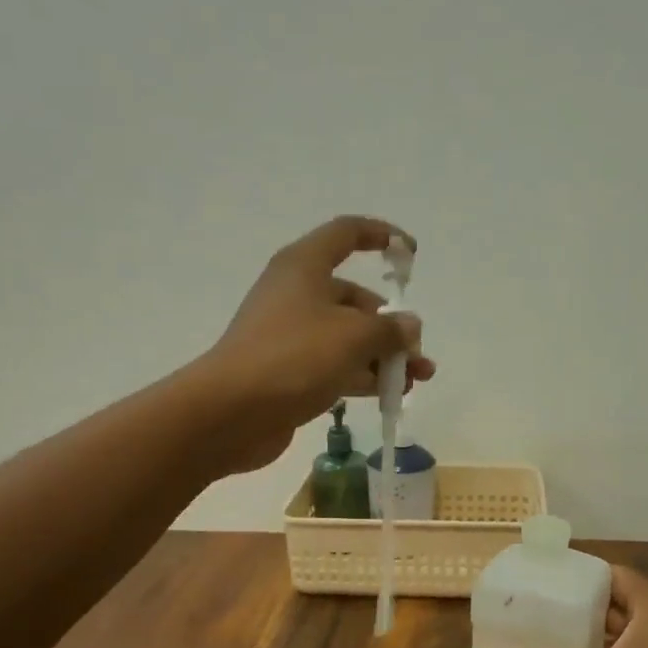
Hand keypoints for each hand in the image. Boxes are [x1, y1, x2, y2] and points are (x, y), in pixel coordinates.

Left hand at [197, 216, 435, 474]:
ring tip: (417, 379)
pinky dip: (363, 376)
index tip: (410, 254)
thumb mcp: (353, 337)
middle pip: (354, 299)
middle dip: (391, 324)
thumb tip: (409, 326)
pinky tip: (390, 395)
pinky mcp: (290, 371)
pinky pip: (336, 365)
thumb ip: (389, 329)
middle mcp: (297, 294)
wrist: (230, 413)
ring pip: (348, 337)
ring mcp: (292, 335)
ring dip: (385, 356)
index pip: (346, 234)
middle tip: (416, 352)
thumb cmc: (294, 358)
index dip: (381, 236)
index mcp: (305, 267)